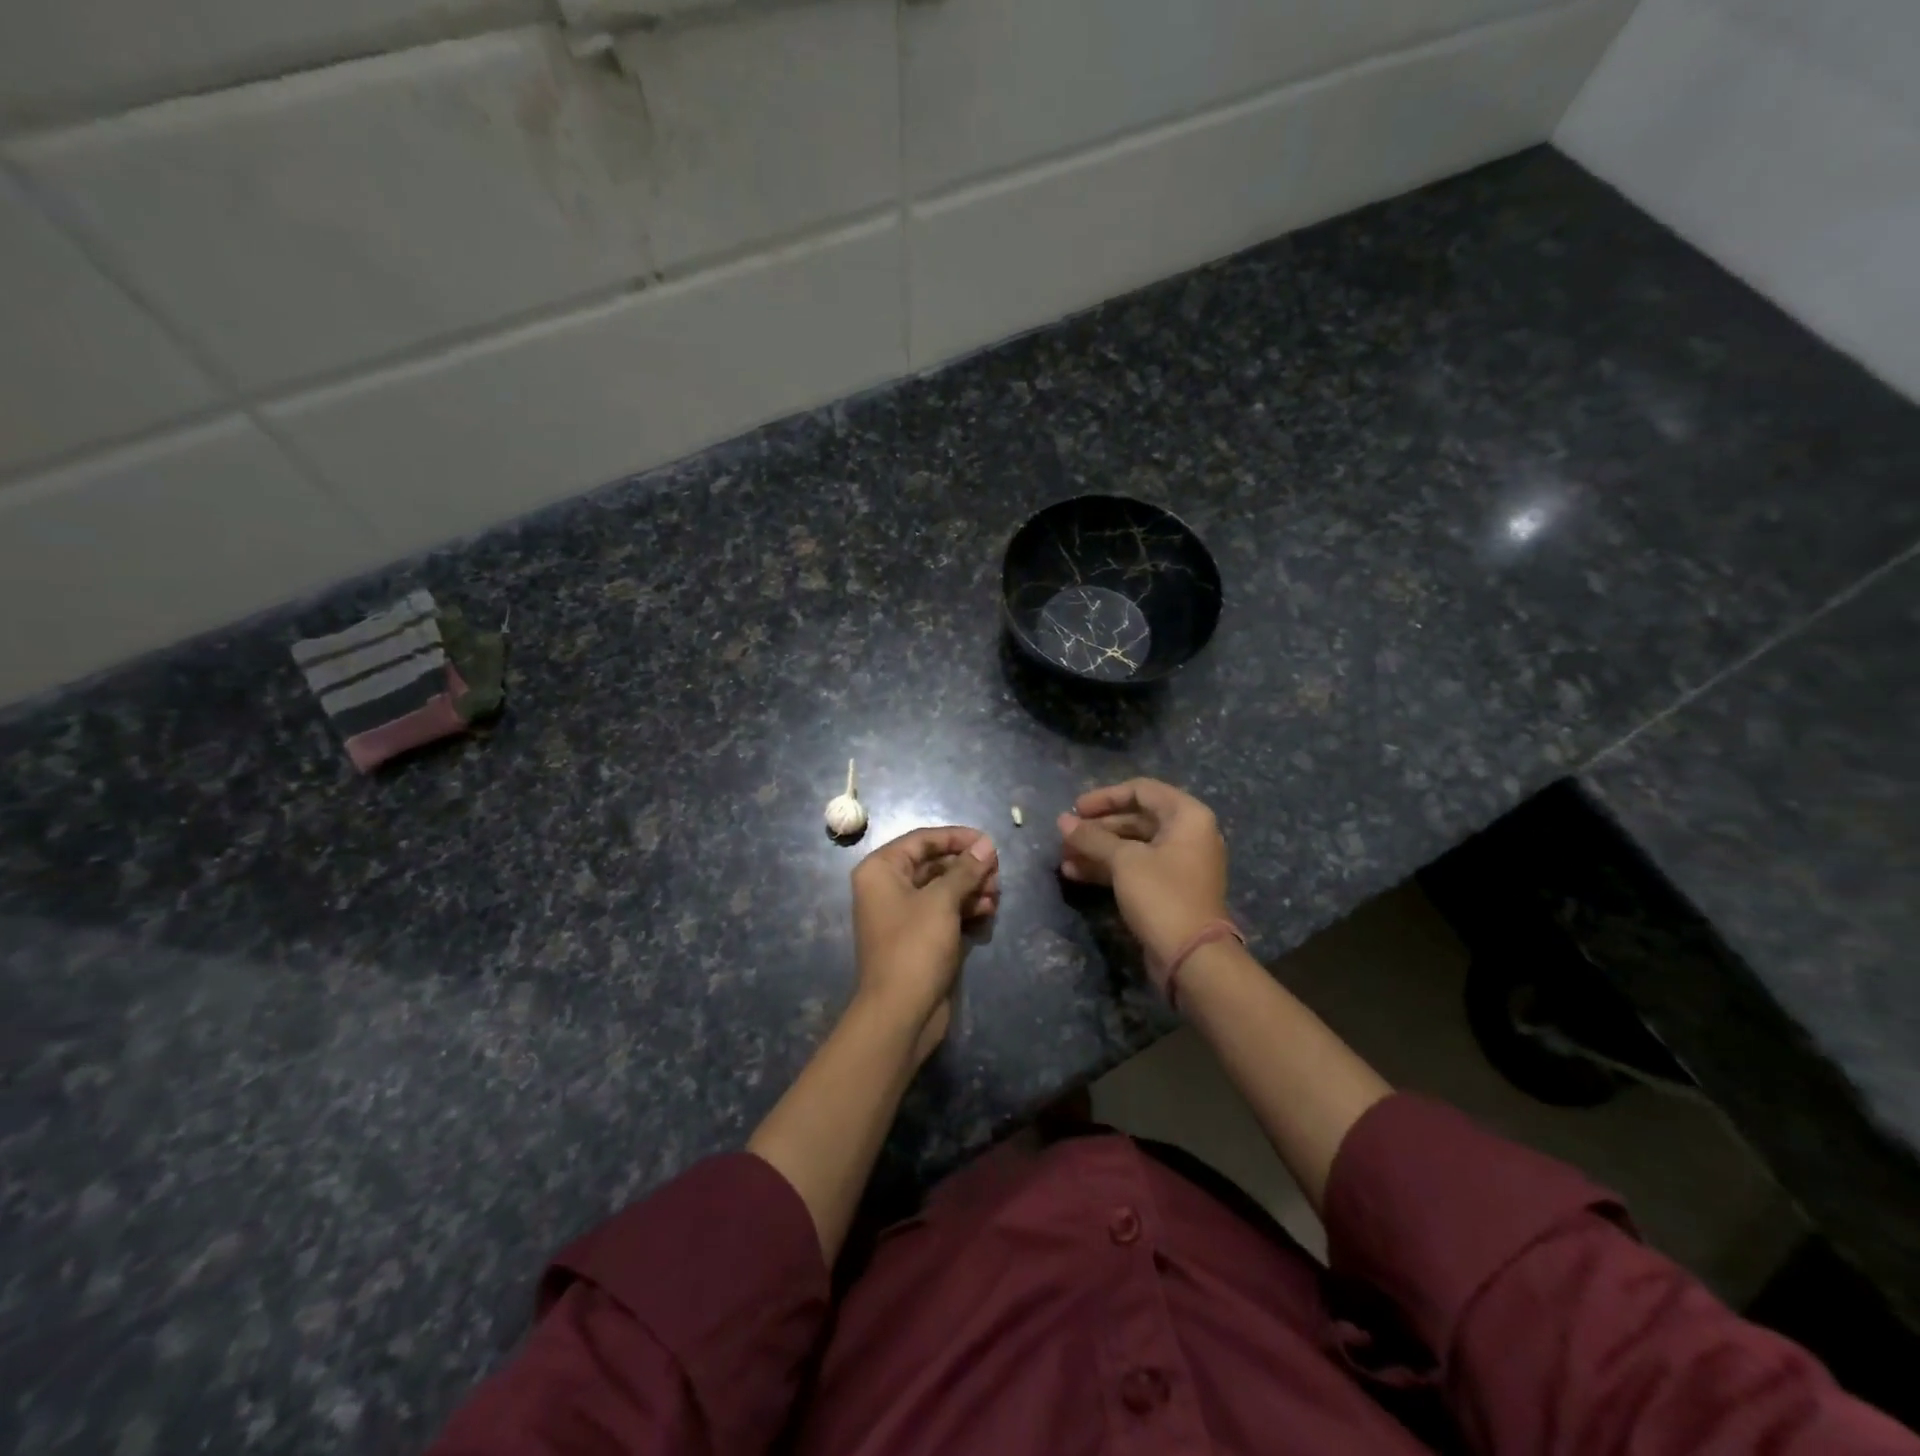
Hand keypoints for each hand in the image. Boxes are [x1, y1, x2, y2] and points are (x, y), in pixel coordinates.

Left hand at [851, 826, 998, 1059]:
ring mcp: (903, 914)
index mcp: (881, 870)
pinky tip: (988, 911)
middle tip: (997, 874)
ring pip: (943, 888)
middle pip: (934, 863)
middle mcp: (888, 887)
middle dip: (967, 866)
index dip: (956, 837)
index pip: (922, 840)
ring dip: (971, 888)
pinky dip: (965, 908)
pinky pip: (944, 911)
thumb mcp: (941, 901)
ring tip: (996, 895)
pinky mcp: (919, 937)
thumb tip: (986, 844)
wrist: (900, 1013)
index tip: (988, 842)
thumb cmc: (915, 946)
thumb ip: (965, 869)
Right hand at [1058, 779, 1229, 966]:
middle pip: (1135, 818)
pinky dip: (1108, 868)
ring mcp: (1179, 863)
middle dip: (1097, 828)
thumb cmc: (1162, 895)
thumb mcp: (1123, 860)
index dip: (1105, 797)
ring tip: (1064, 859)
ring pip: (1132, 846)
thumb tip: (1062, 821)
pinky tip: (1076, 874)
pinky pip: (1135, 868)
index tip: (1075, 809)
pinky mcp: (1168, 889)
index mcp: (1187, 816)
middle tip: (1065, 836)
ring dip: (1097, 850)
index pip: (1141, 790)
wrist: (1192, 957)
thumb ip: (1092, 837)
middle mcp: (1187, 834)